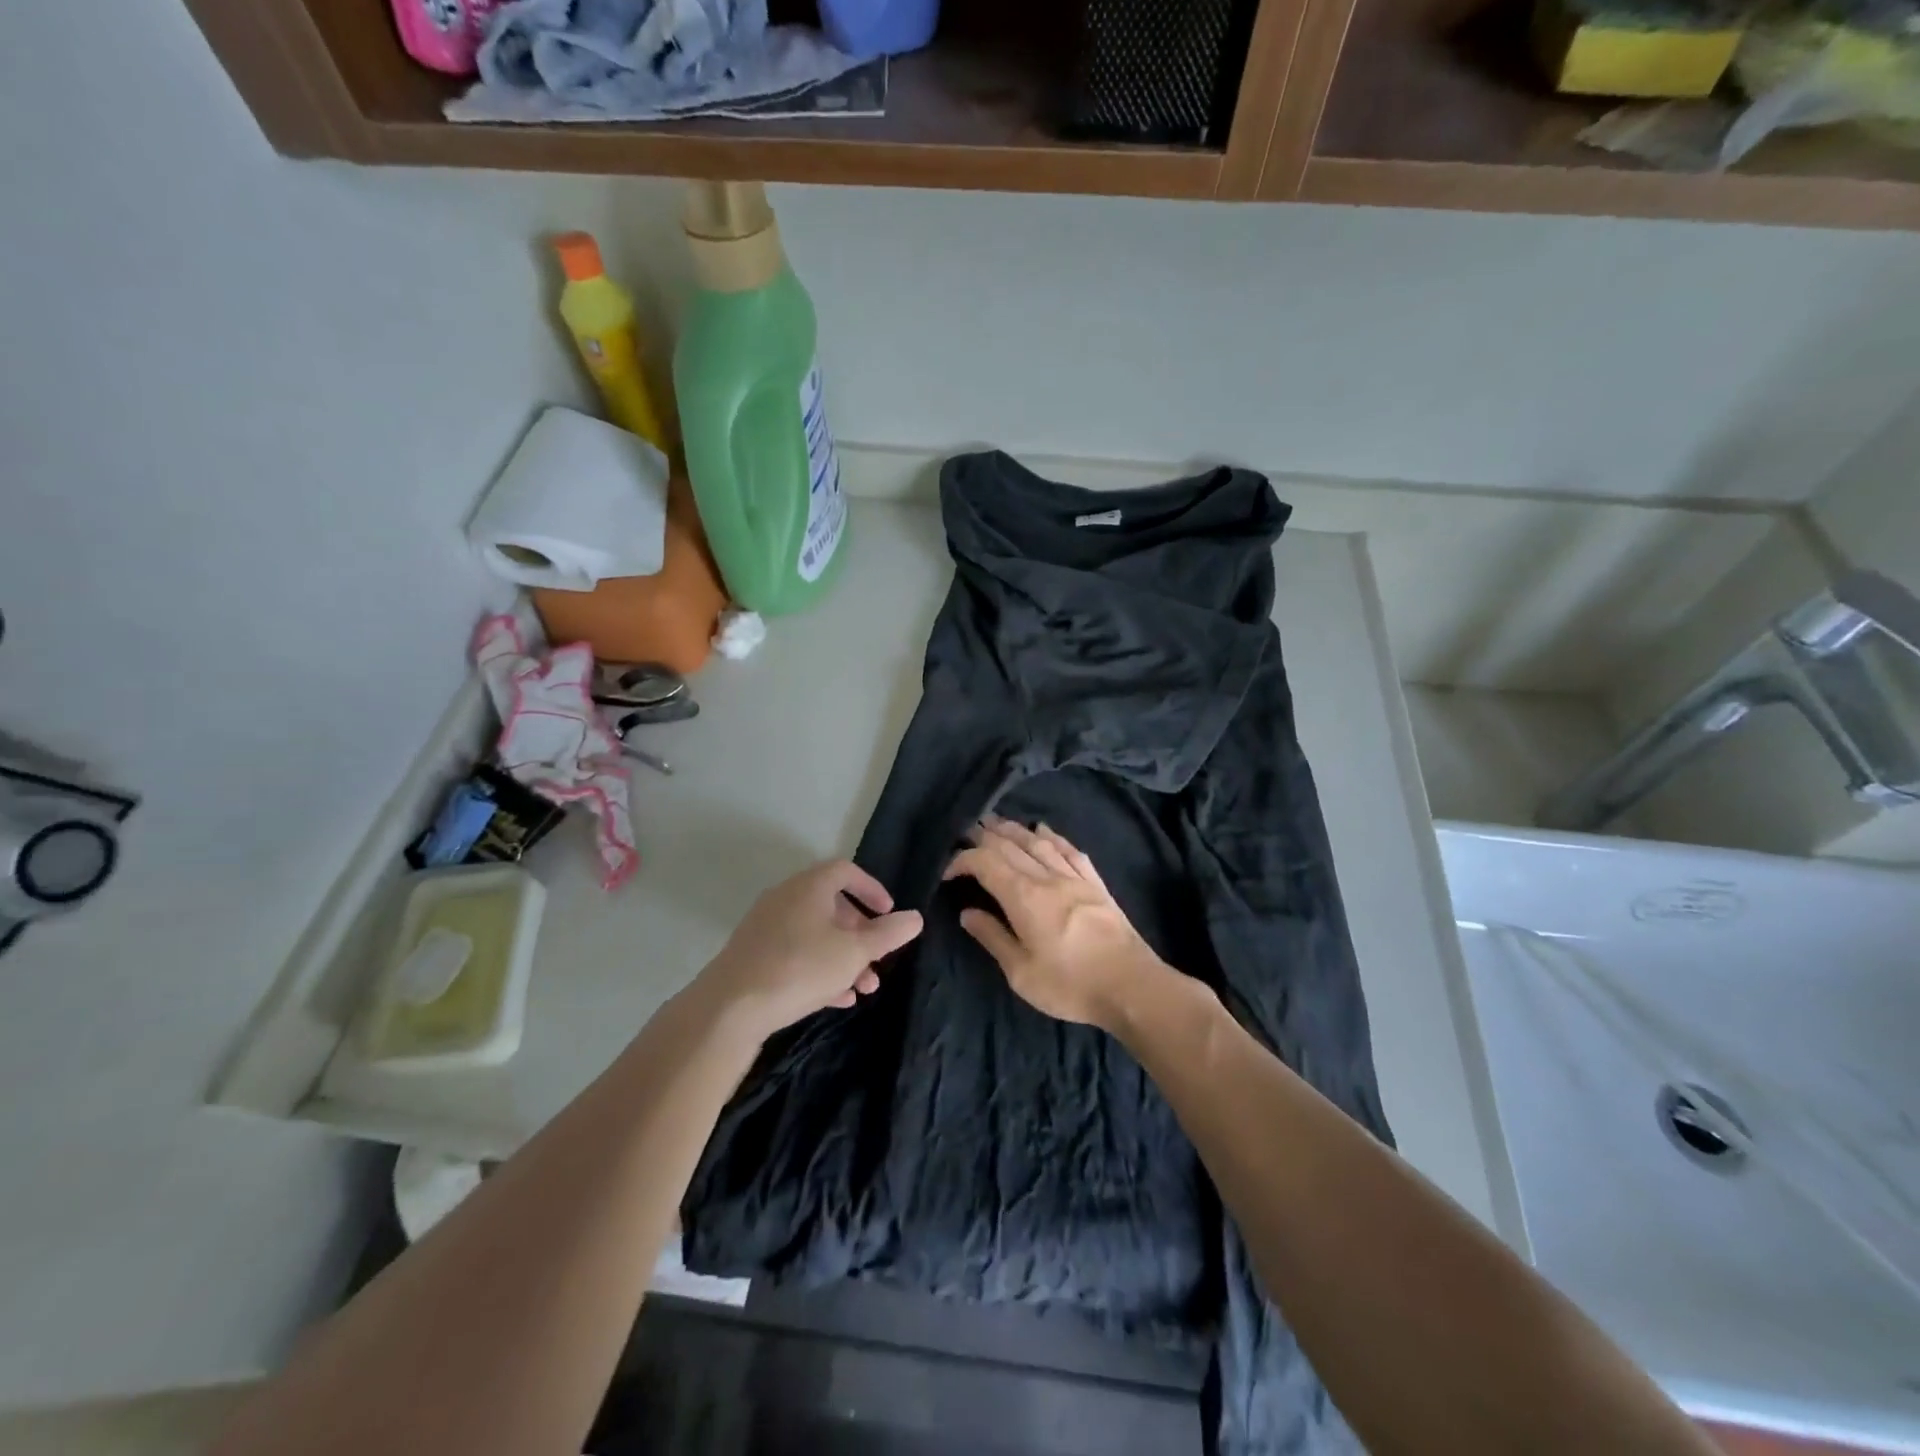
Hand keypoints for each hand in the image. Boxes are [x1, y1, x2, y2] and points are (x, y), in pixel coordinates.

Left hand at [692, 860, 922, 1044]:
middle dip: (861, 933)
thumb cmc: (800, 968)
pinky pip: (795, 954)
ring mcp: (766, 927)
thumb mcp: (854, 952)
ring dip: (844, 957)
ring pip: (815, 934)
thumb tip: (916, 917)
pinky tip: (838, 999)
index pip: (846, 871)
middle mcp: (786, 898)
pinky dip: (820, 969)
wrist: (730, 1007)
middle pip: (832, 905)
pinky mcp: (754, 955)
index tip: (889, 914)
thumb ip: (888, 934)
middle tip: (879, 957)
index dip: (872, 889)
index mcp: (809, 886)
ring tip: (865, 987)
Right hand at [943, 817, 1172, 1031]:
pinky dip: (1053, 836)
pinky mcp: (1096, 884)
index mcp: (1024, 897)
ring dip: (1015, 830)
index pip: (985, 863)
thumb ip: (993, 937)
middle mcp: (1047, 877)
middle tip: (967, 831)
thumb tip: (967, 912)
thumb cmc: (1071, 985)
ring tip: (997, 822)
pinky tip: (1045, 830)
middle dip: (985, 836)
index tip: (947, 872)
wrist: (1132, 986)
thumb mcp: (1021, 973)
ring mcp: (1075, 877)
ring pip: (1039, 842)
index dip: (962, 861)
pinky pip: (1070, 851)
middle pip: (1011, 845)